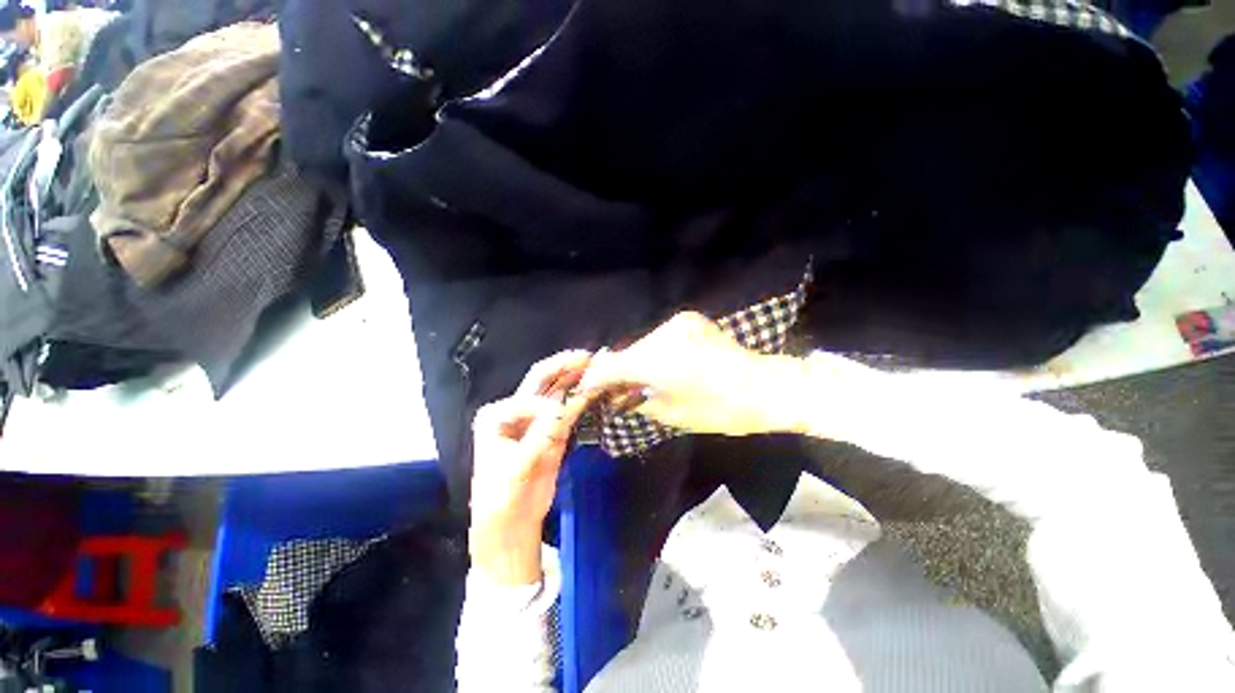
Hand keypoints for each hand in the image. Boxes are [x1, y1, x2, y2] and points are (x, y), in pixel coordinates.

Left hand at [469, 351, 592, 584]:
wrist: (510, 527)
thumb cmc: (502, 500)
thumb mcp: (517, 471)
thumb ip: (539, 439)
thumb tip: (561, 410)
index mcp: (496, 415)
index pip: (526, 399)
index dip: (547, 407)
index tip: (561, 421)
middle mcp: (515, 410)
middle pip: (541, 382)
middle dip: (564, 367)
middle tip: (588, 357)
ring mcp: (536, 419)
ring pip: (557, 392)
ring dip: (576, 379)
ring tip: (596, 365)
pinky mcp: (552, 431)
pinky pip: (568, 409)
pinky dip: (581, 398)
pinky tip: (594, 388)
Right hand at [579, 312, 806, 435]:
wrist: (764, 387)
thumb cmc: (720, 410)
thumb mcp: (671, 414)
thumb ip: (636, 399)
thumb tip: (616, 394)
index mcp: (659, 361)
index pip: (611, 366)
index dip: (594, 379)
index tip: (585, 390)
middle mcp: (664, 334)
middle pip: (627, 353)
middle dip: (617, 372)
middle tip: (613, 391)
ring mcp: (678, 323)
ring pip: (643, 344)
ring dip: (636, 361)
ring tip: (638, 381)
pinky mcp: (689, 320)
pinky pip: (659, 338)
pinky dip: (653, 352)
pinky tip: (660, 366)